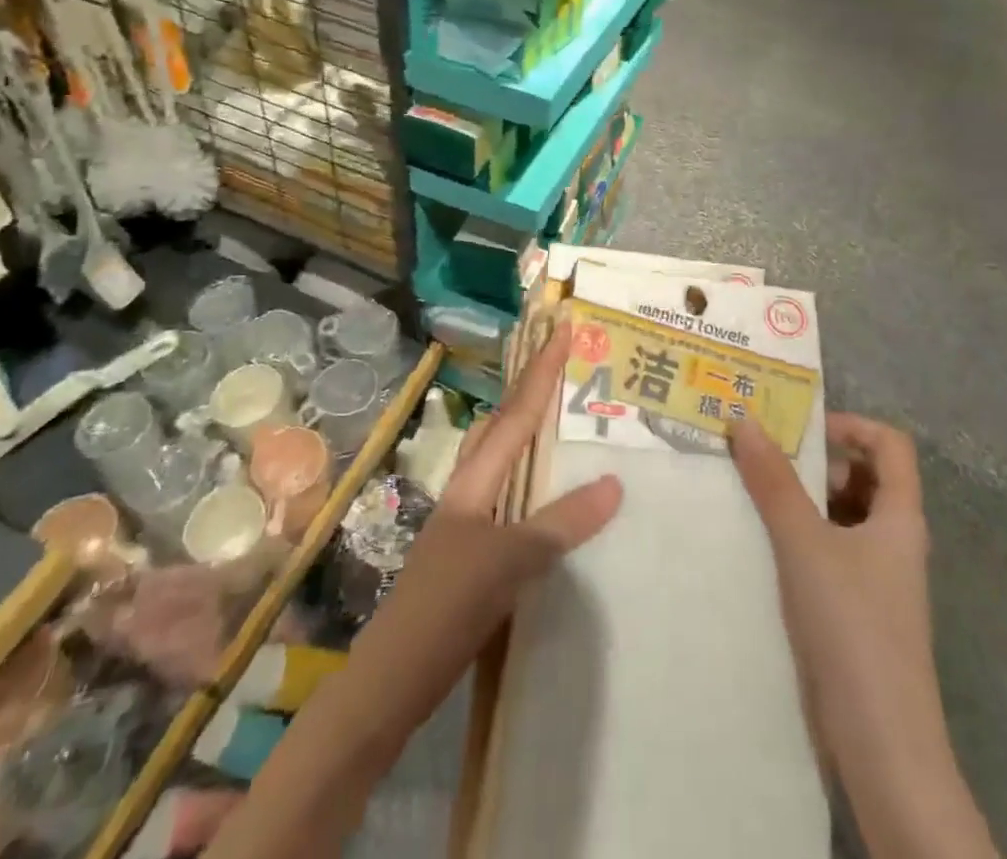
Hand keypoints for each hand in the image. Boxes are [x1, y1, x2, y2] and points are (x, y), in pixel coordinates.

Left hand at [342, 322, 622, 742]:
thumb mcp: (509, 561)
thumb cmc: (446, 605)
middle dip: (531, 392)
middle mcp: (470, 490)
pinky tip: (554, 504)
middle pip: (503, 426)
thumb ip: (560, 522)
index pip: (516, 413)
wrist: (393, 678)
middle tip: (566, 369)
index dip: (541, 370)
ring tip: (566, 424)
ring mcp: (467, 523)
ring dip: (530, 436)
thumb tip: (614, 483)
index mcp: (474, 479)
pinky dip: (534, 486)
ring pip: (503, 462)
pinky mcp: (471, 555)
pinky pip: (511, 502)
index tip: (562, 328)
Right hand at [730, 413, 935, 736]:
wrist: (882, 746)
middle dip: (819, 462)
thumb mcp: (805, 544)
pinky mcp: (860, 611)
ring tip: (757, 497)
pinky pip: (833, 552)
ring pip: (846, 516)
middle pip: (866, 477)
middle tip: (766, 460)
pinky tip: (767, 548)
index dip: (851, 425)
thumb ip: (774, 482)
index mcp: (900, 516)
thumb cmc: (852, 626)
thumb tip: (745, 421)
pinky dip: (804, 537)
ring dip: (806, 500)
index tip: (802, 430)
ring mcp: (880, 579)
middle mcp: (896, 540)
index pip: (890, 444)